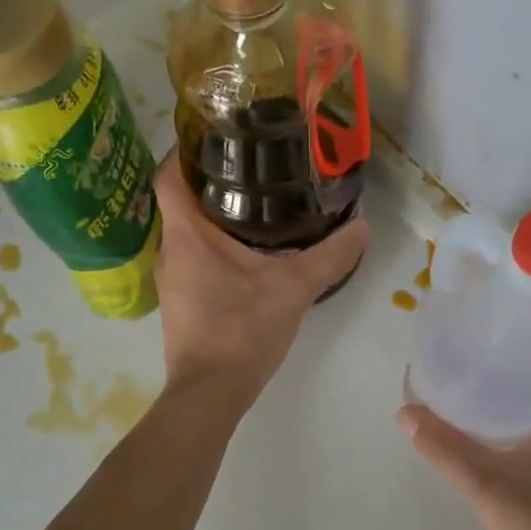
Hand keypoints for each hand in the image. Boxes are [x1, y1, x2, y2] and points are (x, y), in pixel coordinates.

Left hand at [153, 155, 367, 411]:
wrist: (210, 393)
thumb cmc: (242, 331)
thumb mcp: (294, 288)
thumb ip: (330, 256)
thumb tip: (362, 225)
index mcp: (186, 235)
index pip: (168, 175)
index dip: (185, 149)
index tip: (215, 136)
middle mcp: (169, 251)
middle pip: (178, 201)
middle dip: (208, 180)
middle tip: (249, 165)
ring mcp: (170, 280)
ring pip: (186, 232)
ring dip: (211, 215)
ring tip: (253, 202)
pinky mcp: (179, 302)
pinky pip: (191, 258)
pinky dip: (212, 246)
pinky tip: (246, 252)